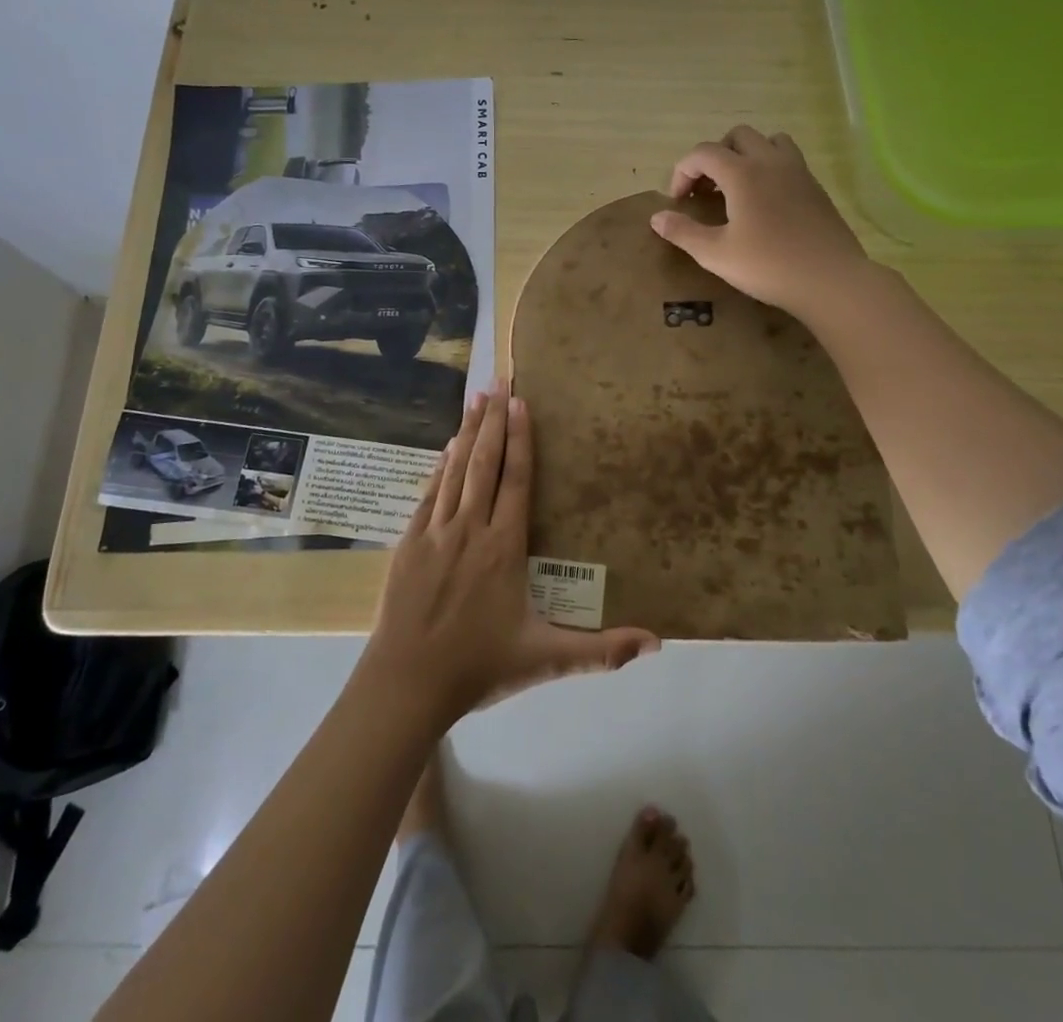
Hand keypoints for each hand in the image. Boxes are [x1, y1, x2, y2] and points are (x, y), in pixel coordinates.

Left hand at [365, 381, 659, 729]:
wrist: (406, 683)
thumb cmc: (478, 667)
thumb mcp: (545, 660)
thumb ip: (601, 651)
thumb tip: (656, 643)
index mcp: (503, 548)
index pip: (515, 480)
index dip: (519, 439)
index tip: (520, 403)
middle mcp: (470, 529)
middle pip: (484, 463)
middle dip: (492, 419)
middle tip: (498, 380)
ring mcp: (435, 532)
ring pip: (454, 470)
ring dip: (466, 432)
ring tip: (474, 398)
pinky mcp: (408, 542)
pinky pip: (429, 493)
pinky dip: (440, 466)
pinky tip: (446, 448)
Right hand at [650, 126, 869, 319]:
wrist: (831, 280)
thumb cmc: (768, 266)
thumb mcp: (716, 254)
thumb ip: (683, 232)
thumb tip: (657, 218)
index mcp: (743, 173)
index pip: (703, 153)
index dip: (682, 171)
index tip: (678, 201)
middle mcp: (771, 162)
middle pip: (737, 136)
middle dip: (714, 156)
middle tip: (706, 189)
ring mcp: (798, 172)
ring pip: (769, 141)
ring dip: (747, 155)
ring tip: (736, 187)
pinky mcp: (816, 188)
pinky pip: (788, 161)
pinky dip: (769, 169)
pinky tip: (765, 203)